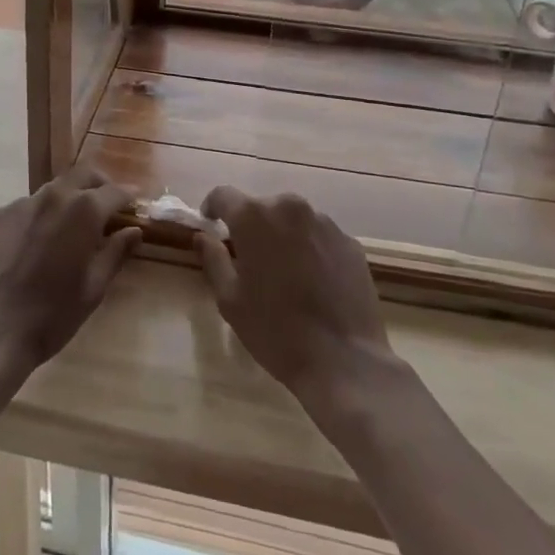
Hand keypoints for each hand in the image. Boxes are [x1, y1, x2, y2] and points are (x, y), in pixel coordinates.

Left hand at [0, 169, 140, 380]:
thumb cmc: (51, 315)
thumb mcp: (93, 288)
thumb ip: (116, 253)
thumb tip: (134, 231)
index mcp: (83, 211)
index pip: (114, 191)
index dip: (128, 196)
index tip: (135, 202)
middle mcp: (53, 196)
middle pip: (82, 176)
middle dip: (99, 185)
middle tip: (107, 205)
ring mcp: (20, 204)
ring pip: (53, 191)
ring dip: (68, 200)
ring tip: (70, 228)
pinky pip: (26, 207)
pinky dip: (40, 216)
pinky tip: (36, 243)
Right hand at [196, 187, 395, 403]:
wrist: (344, 360)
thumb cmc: (275, 330)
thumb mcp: (230, 299)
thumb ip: (213, 259)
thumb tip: (203, 236)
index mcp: (254, 217)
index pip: (223, 195)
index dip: (212, 208)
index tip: (211, 226)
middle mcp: (290, 208)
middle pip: (261, 207)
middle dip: (251, 227)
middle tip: (249, 260)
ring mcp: (325, 223)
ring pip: (293, 221)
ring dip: (283, 236)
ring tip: (285, 273)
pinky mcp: (350, 242)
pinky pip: (320, 237)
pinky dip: (311, 250)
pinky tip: (313, 283)